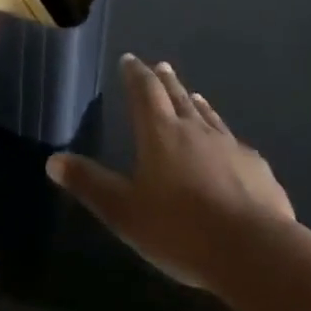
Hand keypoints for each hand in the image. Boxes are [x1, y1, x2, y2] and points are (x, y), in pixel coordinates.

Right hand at [47, 55, 293, 290]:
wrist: (255, 252)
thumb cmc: (181, 230)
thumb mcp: (124, 212)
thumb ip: (90, 185)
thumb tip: (52, 160)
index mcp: (160, 133)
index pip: (144, 91)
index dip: (135, 74)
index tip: (130, 59)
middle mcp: (194, 129)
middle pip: (177, 96)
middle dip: (166, 81)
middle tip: (161, 66)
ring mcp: (230, 147)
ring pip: (209, 116)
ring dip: (196, 103)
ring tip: (193, 95)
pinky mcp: (257, 170)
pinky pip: (236, 144)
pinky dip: (225, 137)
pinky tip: (232, 147)